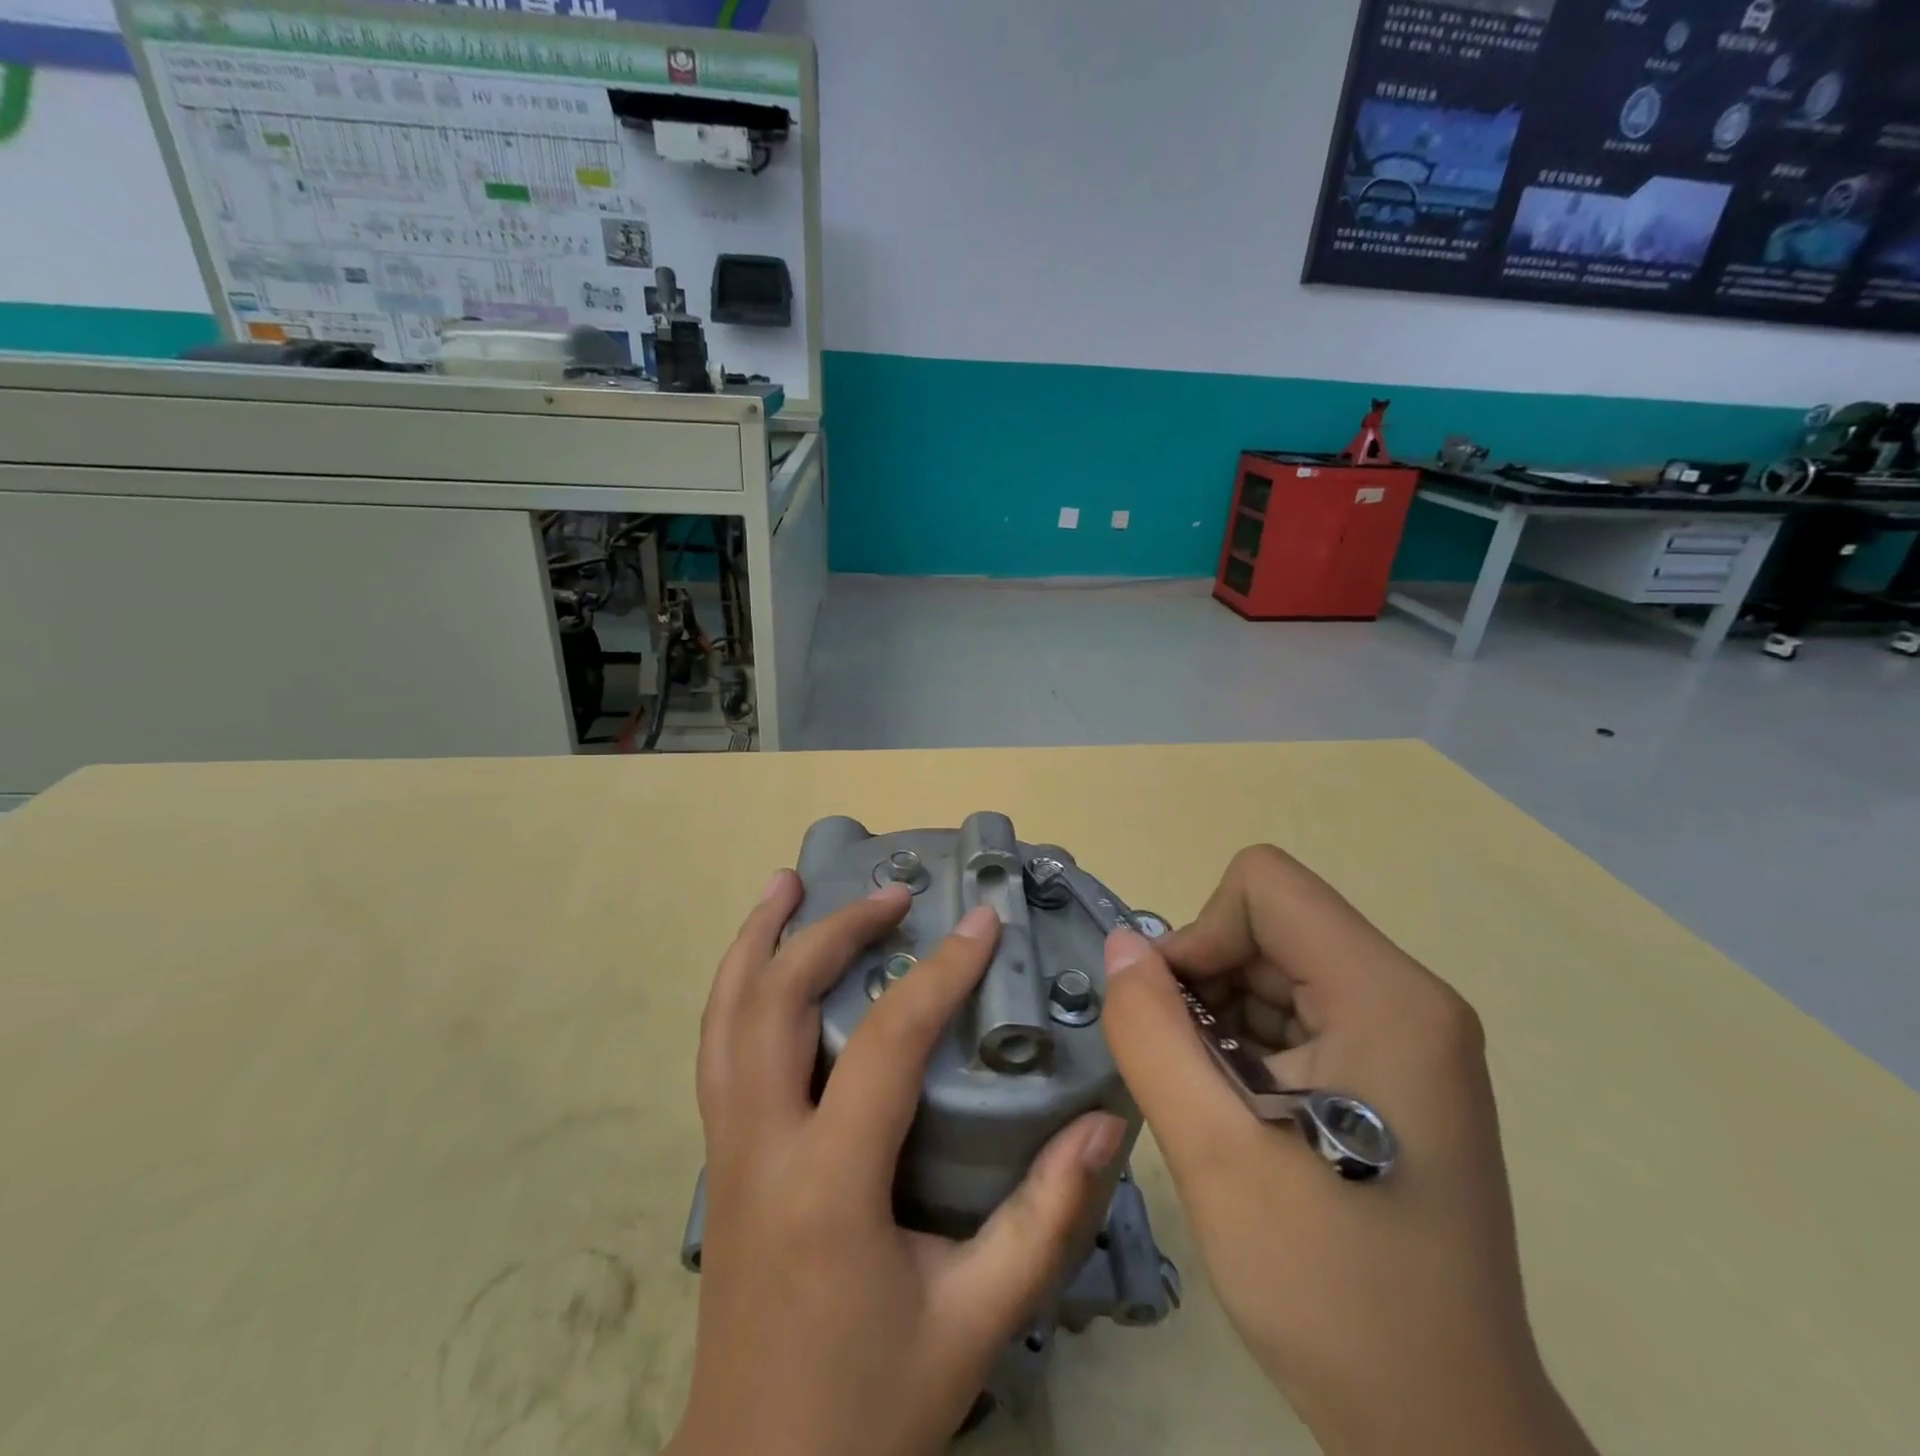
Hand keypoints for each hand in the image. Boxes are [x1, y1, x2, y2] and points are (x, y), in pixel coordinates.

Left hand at [669, 872, 1126, 1455]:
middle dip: (833, 930)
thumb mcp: (974, 1324)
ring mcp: (723, 1148)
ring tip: (787, 883)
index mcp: (826, 1184)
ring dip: (756, 940)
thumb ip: (1044, 1221)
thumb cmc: (869, 1405)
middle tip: (890, 893)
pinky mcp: (717, 1157)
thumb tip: (1104, 1125)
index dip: (940, 972)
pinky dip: (736, 986)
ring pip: (724, 1015)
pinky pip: (716, 1047)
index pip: (886, 1043)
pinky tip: (760, 963)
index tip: (982, 920)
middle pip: (776, 1001)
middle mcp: (759, 1146)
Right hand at [1101, 846, 1594, 1455]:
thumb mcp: (1214, 1152)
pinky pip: (1295, 1014)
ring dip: (1220, 1019)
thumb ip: (1152, 1031)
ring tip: (1214, 1107)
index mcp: (1388, 997)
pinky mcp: (1394, 1073)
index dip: (1200, 935)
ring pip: (1275, 968)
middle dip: (1205, 983)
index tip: (1175, 1020)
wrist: (1441, 1428)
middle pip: (1270, 926)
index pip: (1264, 887)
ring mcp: (1407, 1036)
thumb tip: (1122, 946)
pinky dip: (1246, 1046)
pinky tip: (1242, 1118)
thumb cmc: (1331, 1289)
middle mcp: (1409, 998)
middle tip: (1186, 1075)